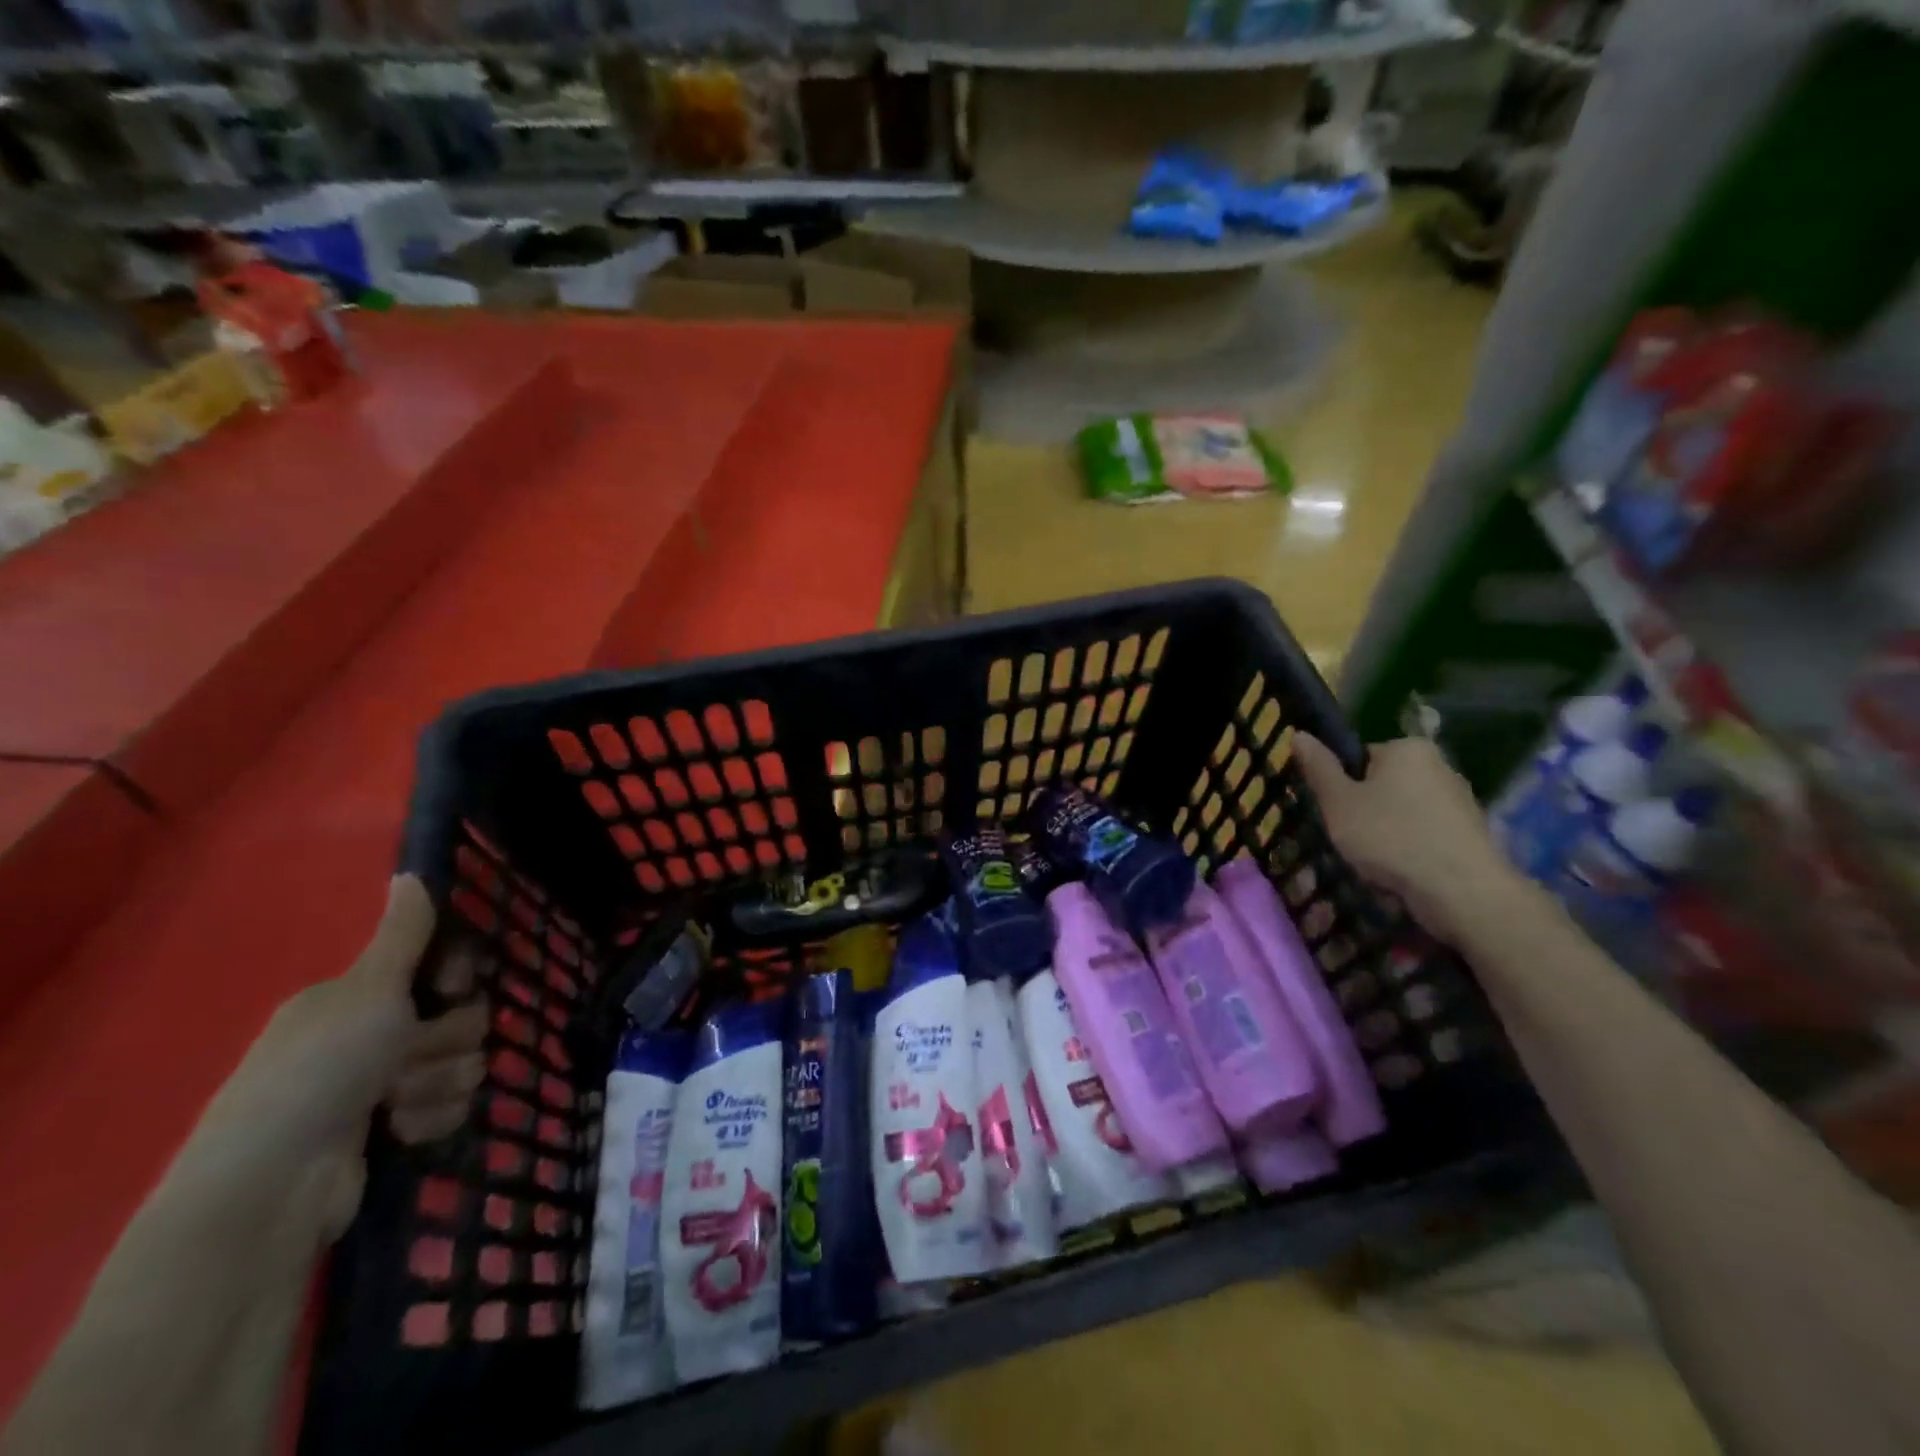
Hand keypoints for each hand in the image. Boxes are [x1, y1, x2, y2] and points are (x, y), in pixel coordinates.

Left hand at [188, 876, 488, 1245]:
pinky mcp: (395, 1130)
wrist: (271, 1190)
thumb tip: (411, 871)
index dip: (456, 974)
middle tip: (406, 1058)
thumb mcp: (367, 992)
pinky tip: (399, 1132)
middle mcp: (371, 1035)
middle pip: (461, 1017)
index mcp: (358, 997)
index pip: (441, 966)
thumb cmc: (320, 1071)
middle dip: (446, 1040)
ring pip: (462, 1064)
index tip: (449, 985)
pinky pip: (450, 1107)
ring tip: (395, 1106)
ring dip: (439, 1083)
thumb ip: (403, 935)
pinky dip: (431, 1118)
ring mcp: (382, 1087)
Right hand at [1292, 734, 1516, 945]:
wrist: (1462, 892)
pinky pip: (1425, 836)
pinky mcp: (1471, 833)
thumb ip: (1318, 768)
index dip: (1341, 786)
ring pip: (1403, 813)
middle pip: (1382, 785)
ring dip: (1386, 834)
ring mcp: (1460, 800)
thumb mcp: (1338, 802)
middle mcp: (1440, 765)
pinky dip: (1410, 851)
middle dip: (1364, 811)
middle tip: (1349, 841)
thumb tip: (1299, 734)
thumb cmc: (1391, 838)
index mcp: (1407, 749)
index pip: (1359, 757)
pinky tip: (1402, 874)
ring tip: (1375, 864)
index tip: (1334, 814)